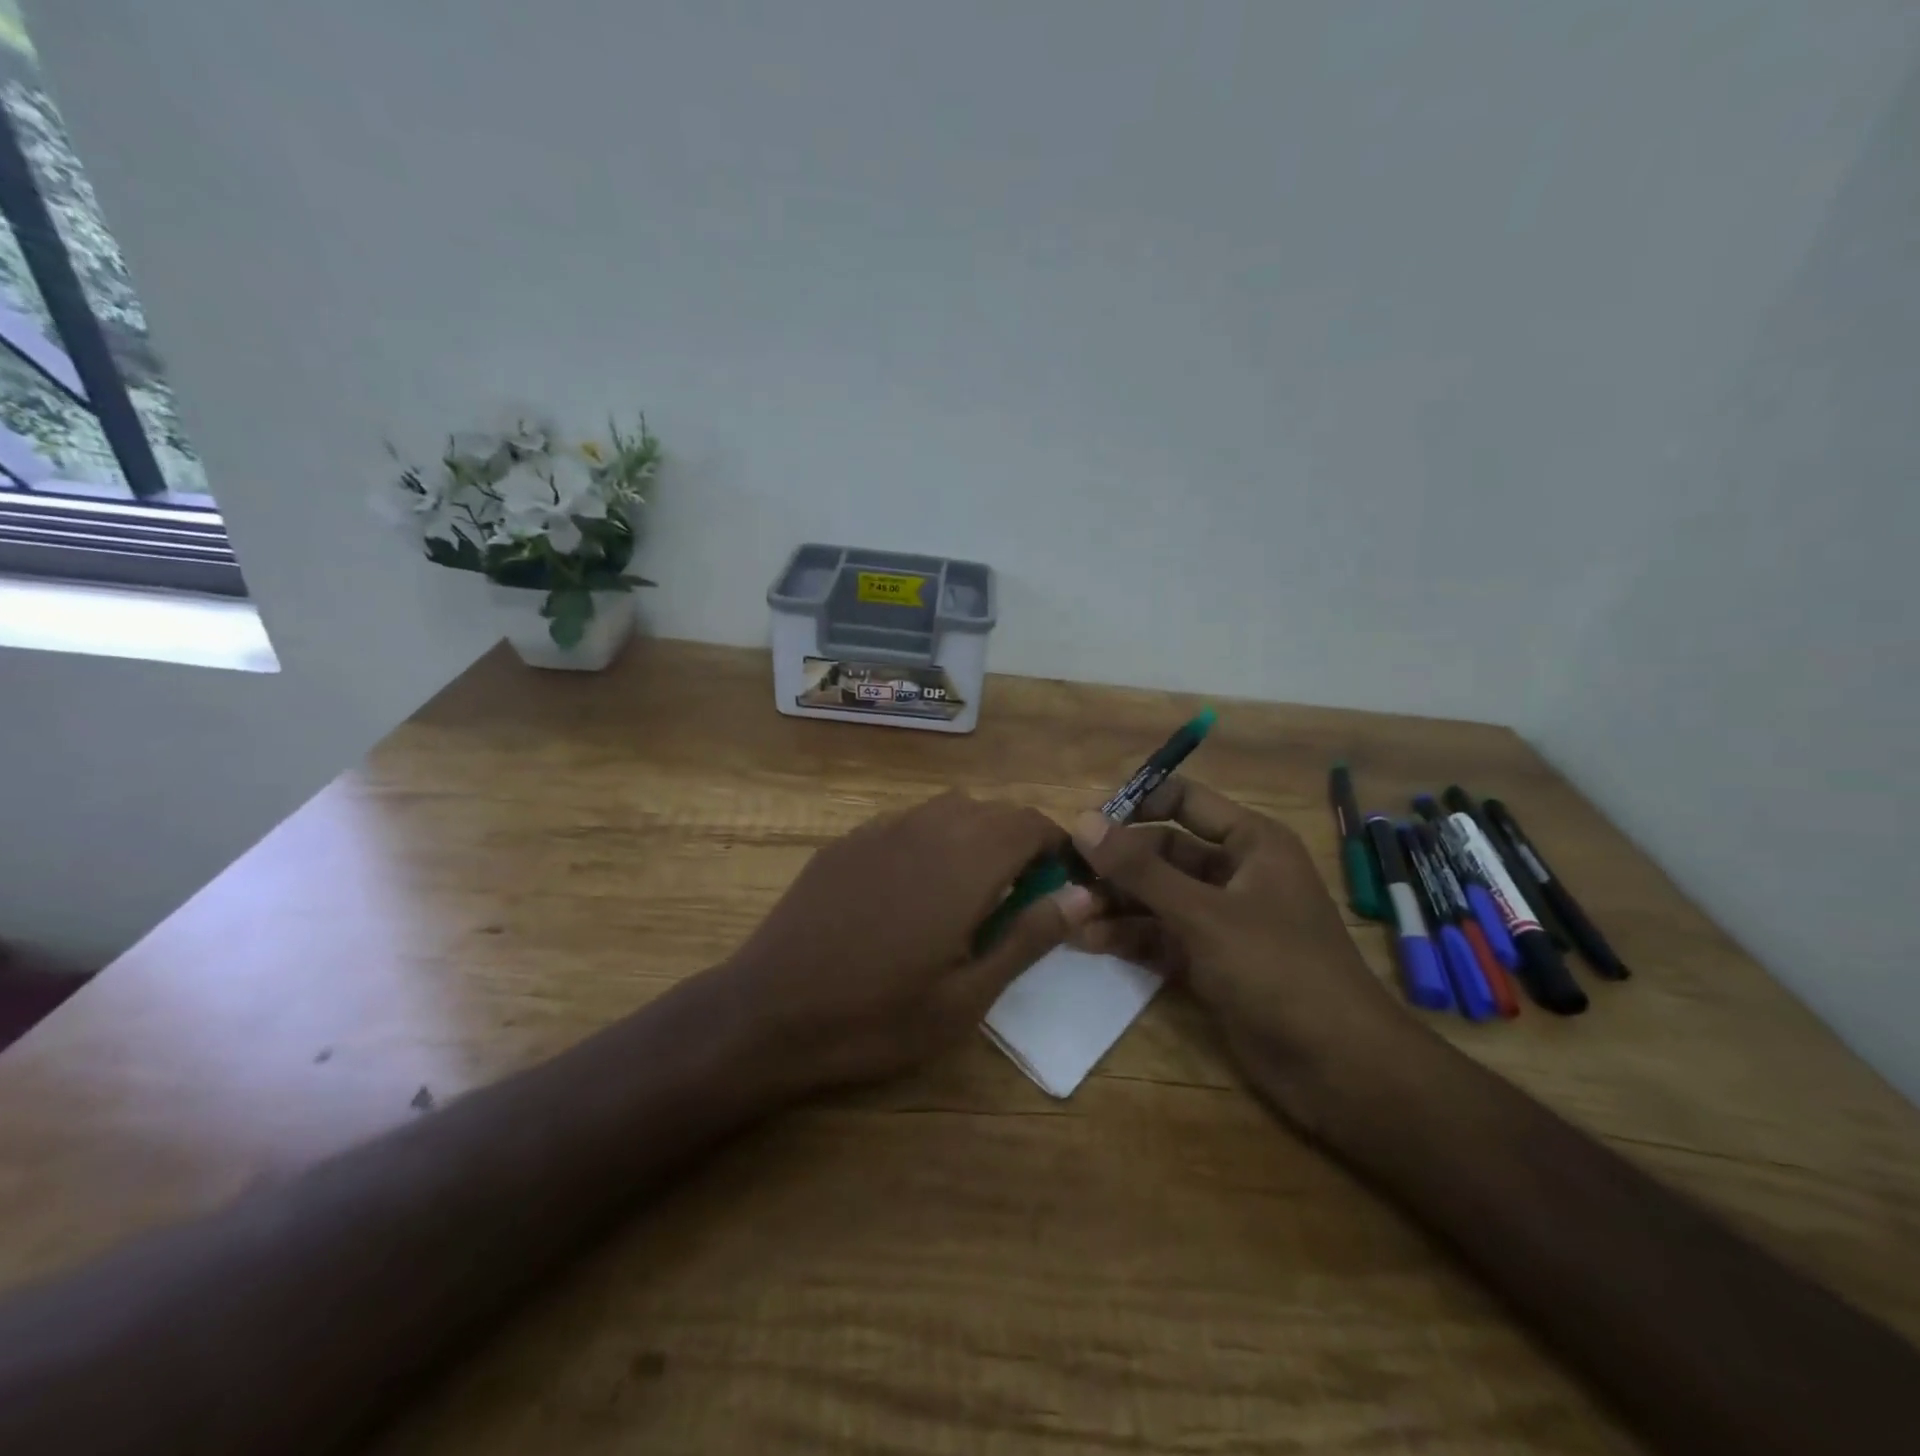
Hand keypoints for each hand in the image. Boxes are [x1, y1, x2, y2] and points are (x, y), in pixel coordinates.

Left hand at [713, 791, 1095, 1095]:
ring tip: (970, 890)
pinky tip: (913, 889)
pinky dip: (931, 839)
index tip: (1061, 881)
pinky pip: (907, 822)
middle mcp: (925, 829)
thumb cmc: (876, 1017)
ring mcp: (879, 830)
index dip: (1055, 844)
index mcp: (964, 863)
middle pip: (992, 810)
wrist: (767, 1013)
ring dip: (975, 834)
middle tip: (1019, 896)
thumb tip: (1083, 895)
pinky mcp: (846, 842)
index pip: (1029, 823)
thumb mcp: (966, 997)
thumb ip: (1027, 937)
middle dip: (1019, 840)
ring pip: (948, 809)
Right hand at [1067, 777, 1422, 1126]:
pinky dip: (1129, 936)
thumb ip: (1140, 870)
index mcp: (1250, 843)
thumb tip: (1082, 821)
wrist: (1339, 1069)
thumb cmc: (1278, 970)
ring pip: (1158, 896)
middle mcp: (1235, 873)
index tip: (1085, 823)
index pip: (1183, 801)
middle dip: (1116, 864)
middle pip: (1163, 852)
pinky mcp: (1211, 961)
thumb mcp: (1203, 914)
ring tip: (1068, 912)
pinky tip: (1088, 940)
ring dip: (1116, 902)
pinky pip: (1162, 935)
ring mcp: (1222, 919)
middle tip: (1064, 875)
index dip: (1135, 804)